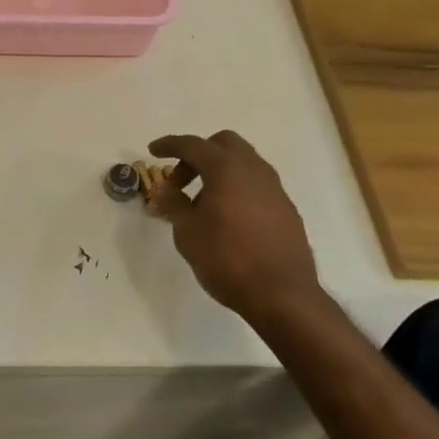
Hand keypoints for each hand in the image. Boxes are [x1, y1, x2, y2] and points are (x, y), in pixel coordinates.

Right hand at [148, 131, 322, 327]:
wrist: (282, 294)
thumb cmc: (227, 259)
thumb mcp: (187, 232)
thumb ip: (173, 204)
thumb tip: (166, 190)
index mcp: (226, 169)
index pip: (192, 145)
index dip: (170, 145)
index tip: (153, 150)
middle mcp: (253, 170)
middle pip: (223, 144)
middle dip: (198, 154)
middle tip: (180, 181)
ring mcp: (274, 188)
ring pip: (243, 163)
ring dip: (218, 172)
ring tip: (201, 204)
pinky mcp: (285, 208)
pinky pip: (256, 184)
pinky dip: (236, 188)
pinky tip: (227, 218)